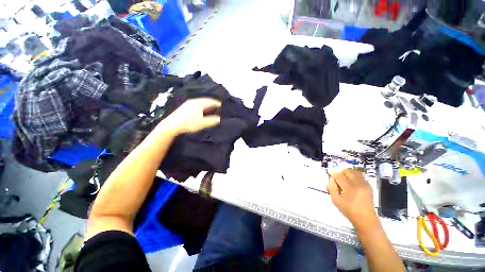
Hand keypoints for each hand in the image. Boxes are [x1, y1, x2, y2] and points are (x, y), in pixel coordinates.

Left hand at [164, 98, 221, 134]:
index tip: (223, 105)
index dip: (217, 103)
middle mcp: (194, 101)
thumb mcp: (202, 123)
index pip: (211, 101)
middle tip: (218, 105)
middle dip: (213, 102)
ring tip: (211, 107)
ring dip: (207, 103)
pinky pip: (197, 103)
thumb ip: (211, 120)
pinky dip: (202, 105)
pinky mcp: (185, 106)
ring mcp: (189, 103)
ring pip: (201, 101)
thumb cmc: (188, 123)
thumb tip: (219, 118)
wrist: (172, 124)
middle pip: (206, 100)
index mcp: (199, 104)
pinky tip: (202, 109)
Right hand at [327, 169, 377, 227]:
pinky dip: (354, 176)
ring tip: (344, 180)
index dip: (333, 173)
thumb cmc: (349, 210)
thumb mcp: (336, 200)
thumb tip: (331, 179)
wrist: (366, 219)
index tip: (329, 173)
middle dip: (341, 173)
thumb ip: (331, 188)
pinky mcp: (369, 186)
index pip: (339, 176)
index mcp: (350, 188)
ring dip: (348, 173)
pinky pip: (360, 176)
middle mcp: (359, 184)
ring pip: (355, 172)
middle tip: (337, 179)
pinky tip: (351, 183)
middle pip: (348, 171)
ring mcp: (365, 184)